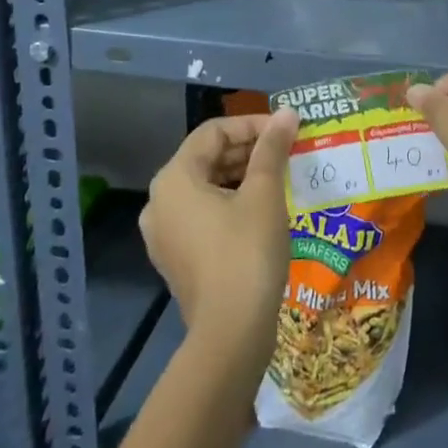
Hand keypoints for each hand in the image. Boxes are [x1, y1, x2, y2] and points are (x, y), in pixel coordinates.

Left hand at [140, 110, 298, 363]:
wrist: (231, 335)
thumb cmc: (246, 252)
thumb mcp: (264, 193)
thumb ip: (272, 147)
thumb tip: (287, 112)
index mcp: (174, 178)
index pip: (214, 132)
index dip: (252, 124)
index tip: (286, 130)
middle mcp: (160, 202)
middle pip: (206, 158)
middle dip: (248, 150)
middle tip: (287, 151)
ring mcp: (164, 234)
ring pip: (206, 188)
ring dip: (242, 176)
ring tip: (280, 177)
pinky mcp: (176, 259)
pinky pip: (202, 216)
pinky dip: (230, 204)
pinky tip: (263, 209)